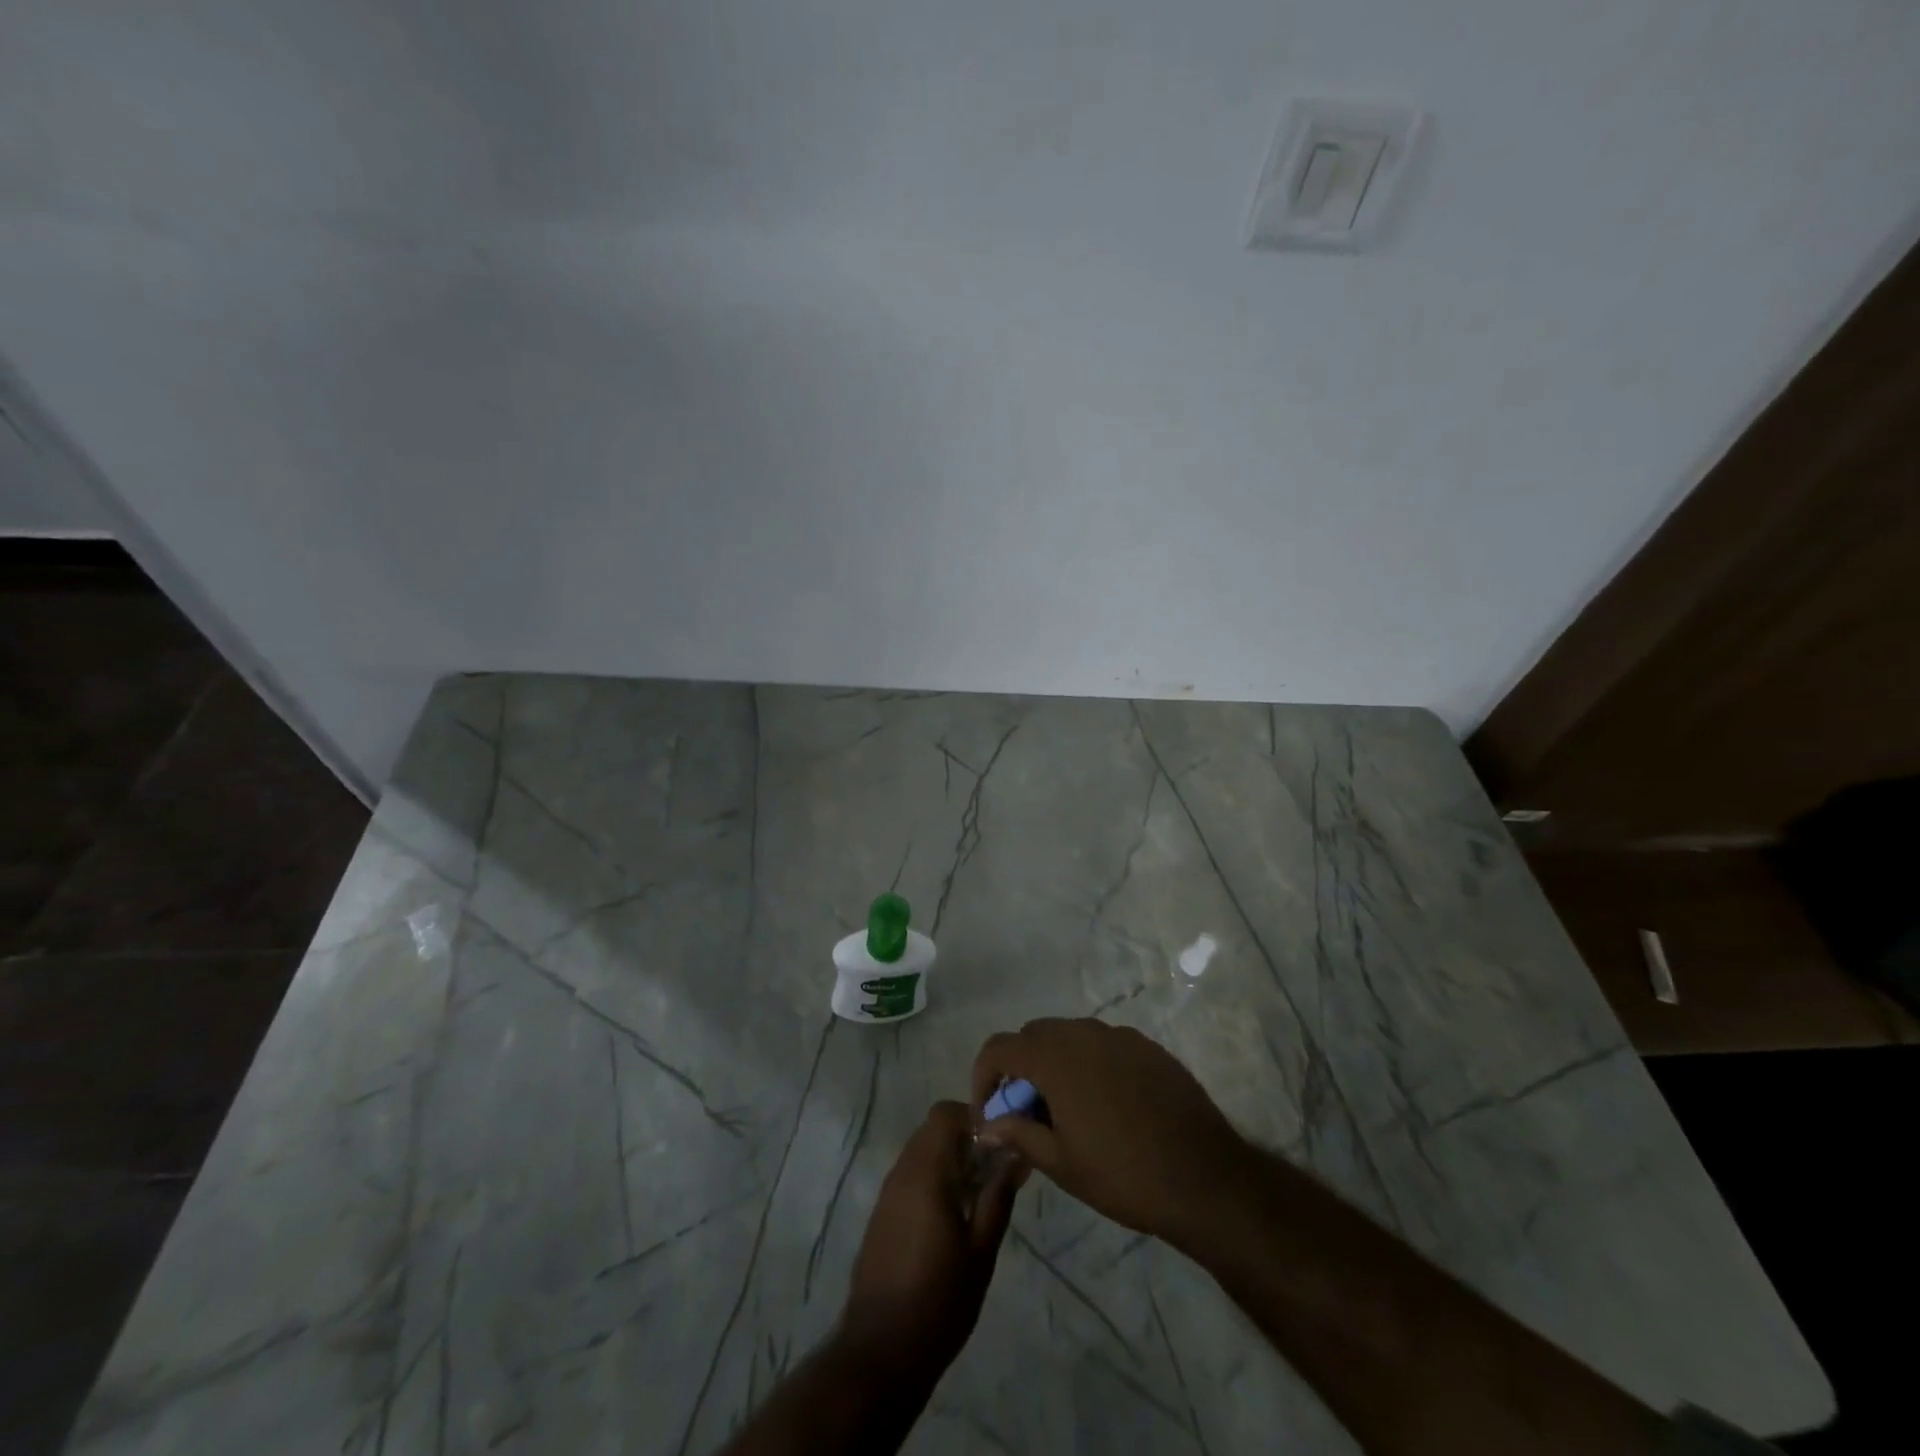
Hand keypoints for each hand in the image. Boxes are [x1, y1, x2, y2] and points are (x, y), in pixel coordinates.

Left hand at [839, 1100, 1023, 1376]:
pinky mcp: (881, 1214)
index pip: (945, 1113)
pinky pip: (910, 1176)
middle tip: (994, 1171)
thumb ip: (999, 1196)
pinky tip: (951, 1218)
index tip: (999, 1143)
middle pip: (933, 1129)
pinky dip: (933, 1179)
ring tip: (978, 1196)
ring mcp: (887, 1193)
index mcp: (926, 1171)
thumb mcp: (981, 1250)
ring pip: (921, 1151)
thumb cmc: (939, 1299)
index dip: (974, 1117)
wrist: (880, 1350)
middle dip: (965, 1139)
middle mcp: (902, 1171)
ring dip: (949, 1160)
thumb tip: (1015, 1154)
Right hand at [971, 1018, 1246, 1245]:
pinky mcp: (1148, 1047)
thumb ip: (1018, 1134)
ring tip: (1066, 1110)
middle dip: (1020, 1068)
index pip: (1000, 1048)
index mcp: (1056, 1057)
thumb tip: (988, 1125)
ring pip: (1070, 1036)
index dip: (984, 1077)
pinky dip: (1090, 1064)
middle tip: (1027, 1113)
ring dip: (1055, 1064)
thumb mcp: (1061, 1163)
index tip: (990, 1113)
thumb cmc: (1123, 1174)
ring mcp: (1120, 1036)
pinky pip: (1104, 1045)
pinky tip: (1106, 1105)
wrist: (1205, 1178)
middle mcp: (1084, 1033)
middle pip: (1034, 1035)